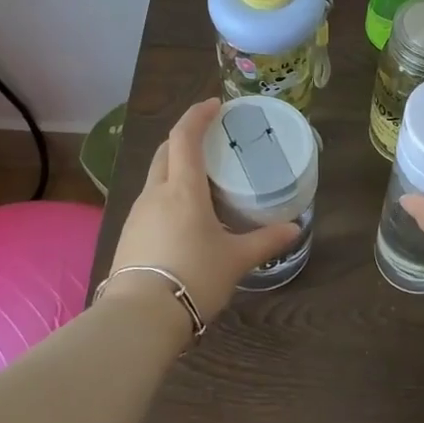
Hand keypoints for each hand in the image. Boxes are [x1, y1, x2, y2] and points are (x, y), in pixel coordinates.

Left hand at [108, 99, 299, 322]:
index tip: (216, 105)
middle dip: (186, 137)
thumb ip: (265, 241)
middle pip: (166, 151)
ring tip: (202, 179)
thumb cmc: (193, 277)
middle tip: (211, 139)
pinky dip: (168, 193)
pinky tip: (184, 215)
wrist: (139, 317)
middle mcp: (156, 193)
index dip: (198, 115)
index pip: (185, 137)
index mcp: (183, 189)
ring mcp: (137, 214)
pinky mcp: (129, 235)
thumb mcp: (235, 260)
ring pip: (156, 176)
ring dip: (176, 166)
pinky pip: (151, 201)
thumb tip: (294, 229)